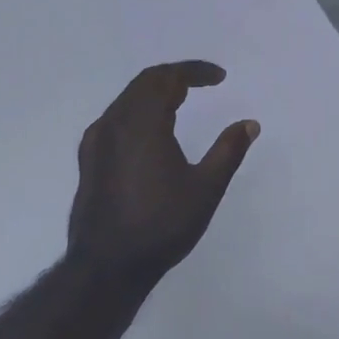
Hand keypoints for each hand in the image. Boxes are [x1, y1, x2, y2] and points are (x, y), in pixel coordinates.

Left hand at [67, 61, 259, 283]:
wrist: (106, 267)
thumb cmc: (161, 225)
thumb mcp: (206, 188)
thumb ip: (228, 150)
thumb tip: (250, 123)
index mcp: (143, 122)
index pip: (168, 77)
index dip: (195, 71)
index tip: (220, 77)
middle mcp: (115, 122)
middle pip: (145, 82)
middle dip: (175, 77)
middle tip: (202, 84)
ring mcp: (97, 140)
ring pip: (127, 98)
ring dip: (155, 92)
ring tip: (181, 102)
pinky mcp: (88, 158)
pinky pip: (115, 117)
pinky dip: (137, 110)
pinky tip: (150, 131)